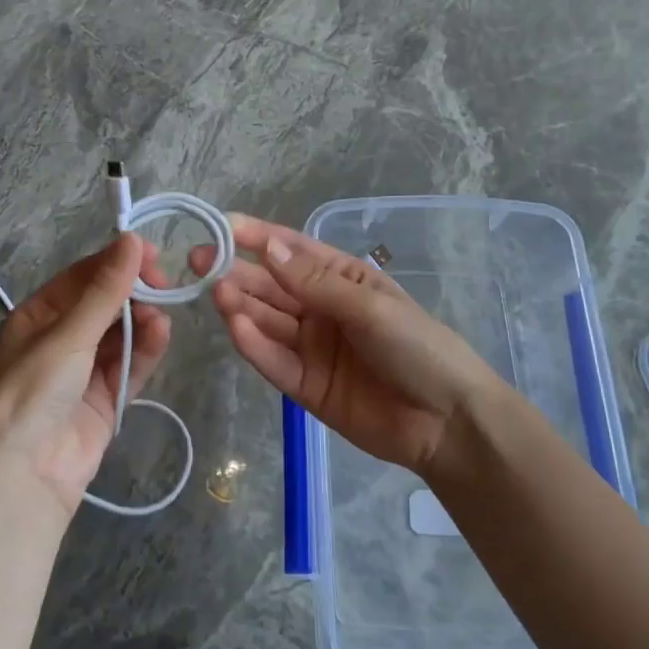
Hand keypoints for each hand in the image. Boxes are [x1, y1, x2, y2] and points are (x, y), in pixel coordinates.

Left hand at [0, 234, 170, 516]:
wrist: (24, 476)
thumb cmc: (33, 391)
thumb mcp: (67, 334)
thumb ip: (105, 290)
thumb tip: (133, 238)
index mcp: (37, 317)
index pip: (82, 278)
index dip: (116, 262)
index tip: (152, 255)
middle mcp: (59, 339)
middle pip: (105, 304)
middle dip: (133, 293)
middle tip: (162, 285)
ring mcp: (84, 371)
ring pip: (121, 334)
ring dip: (141, 321)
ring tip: (159, 316)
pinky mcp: (105, 398)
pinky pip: (129, 365)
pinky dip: (145, 348)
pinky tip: (161, 333)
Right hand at [190, 215, 510, 478]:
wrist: (448, 422)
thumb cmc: (418, 347)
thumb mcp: (370, 307)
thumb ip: (316, 283)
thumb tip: (268, 248)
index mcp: (342, 279)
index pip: (293, 251)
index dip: (258, 237)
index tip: (221, 226)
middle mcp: (321, 309)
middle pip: (272, 286)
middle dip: (236, 271)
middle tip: (199, 261)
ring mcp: (311, 348)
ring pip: (267, 321)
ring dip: (240, 305)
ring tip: (213, 291)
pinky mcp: (305, 386)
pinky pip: (274, 361)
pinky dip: (253, 345)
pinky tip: (233, 327)